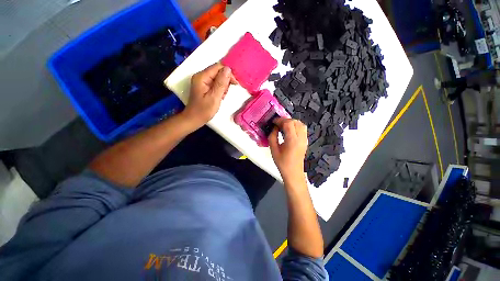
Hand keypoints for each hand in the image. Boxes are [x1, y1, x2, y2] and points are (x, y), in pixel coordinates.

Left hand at [182, 63, 237, 128]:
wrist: (194, 119)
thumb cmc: (204, 110)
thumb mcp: (214, 97)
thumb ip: (221, 83)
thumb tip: (228, 69)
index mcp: (202, 77)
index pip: (218, 67)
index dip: (228, 73)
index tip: (234, 84)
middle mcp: (201, 76)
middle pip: (218, 72)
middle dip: (225, 82)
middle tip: (224, 94)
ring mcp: (202, 81)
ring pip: (218, 78)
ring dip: (223, 87)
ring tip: (221, 97)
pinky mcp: (205, 86)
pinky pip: (216, 83)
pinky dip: (220, 90)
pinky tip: (219, 97)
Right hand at [268, 118, 307, 183]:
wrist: (293, 173)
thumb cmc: (282, 163)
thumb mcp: (273, 150)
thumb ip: (272, 137)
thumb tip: (274, 128)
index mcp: (292, 141)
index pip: (288, 124)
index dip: (280, 120)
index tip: (273, 122)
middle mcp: (300, 138)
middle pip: (295, 122)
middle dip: (285, 120)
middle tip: (277, 124)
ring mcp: (304, 139)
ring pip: (300, 124)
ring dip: (291, 122)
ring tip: (283, 126)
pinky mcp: (305, 141)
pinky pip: (302, 129)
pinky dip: (296, 126)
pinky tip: (289, 130)